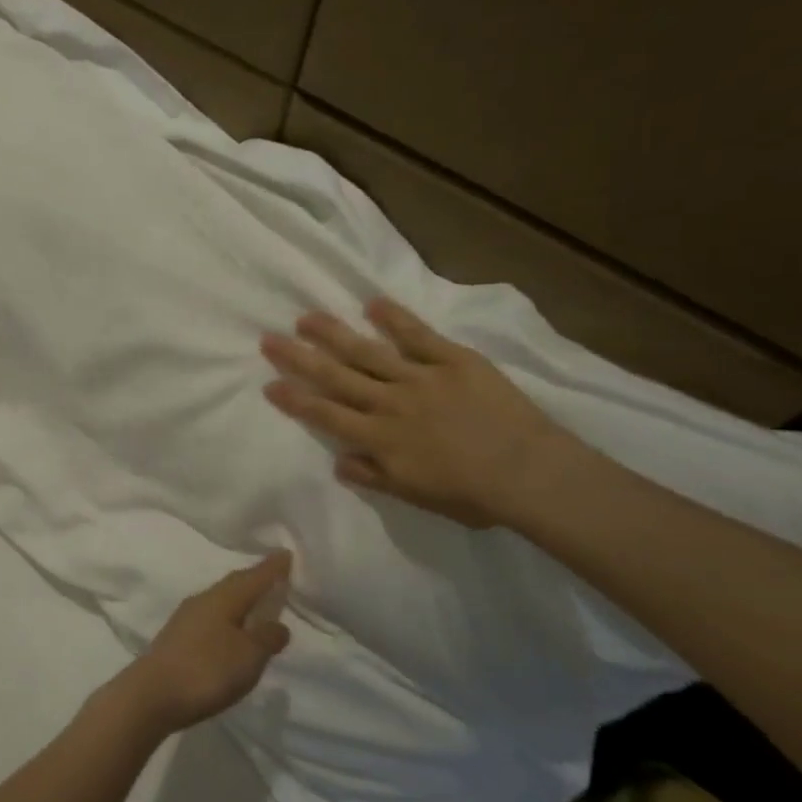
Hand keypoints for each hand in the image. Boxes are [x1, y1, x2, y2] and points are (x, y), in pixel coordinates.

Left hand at [109, 553, 292, 735]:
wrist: (152, 695)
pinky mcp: (177, 637)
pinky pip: (210, 617)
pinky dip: (227, 618)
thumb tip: (278, 624)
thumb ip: (267, 637)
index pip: (253, 577)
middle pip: (234, 584)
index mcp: (223, 598)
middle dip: (255, 579)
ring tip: (257, 604)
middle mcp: (203, 600)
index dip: (272, 567)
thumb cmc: (206, 671)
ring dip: (240, 600)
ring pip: (220, 600)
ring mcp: (186, 618)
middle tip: (275, 575)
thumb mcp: (248, 656)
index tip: (287, 553)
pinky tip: (231, 630)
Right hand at [260, 296, 580, 529]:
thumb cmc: (473, 495)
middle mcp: (390, 403)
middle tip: (269, 339)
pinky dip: (396, 319)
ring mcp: (421, 378)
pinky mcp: (454, 361)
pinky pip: (419, 336)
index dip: (295, 399)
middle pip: (336, 376)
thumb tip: (337, 461)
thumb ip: (374, 476)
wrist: (531, 474)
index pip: (326, 414)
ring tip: (306, 318)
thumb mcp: (416, 497)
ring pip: (368, 352)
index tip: (269, 384)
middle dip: (299, 358)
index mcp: (380, 438)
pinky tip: (373, 303)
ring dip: (334, 334)